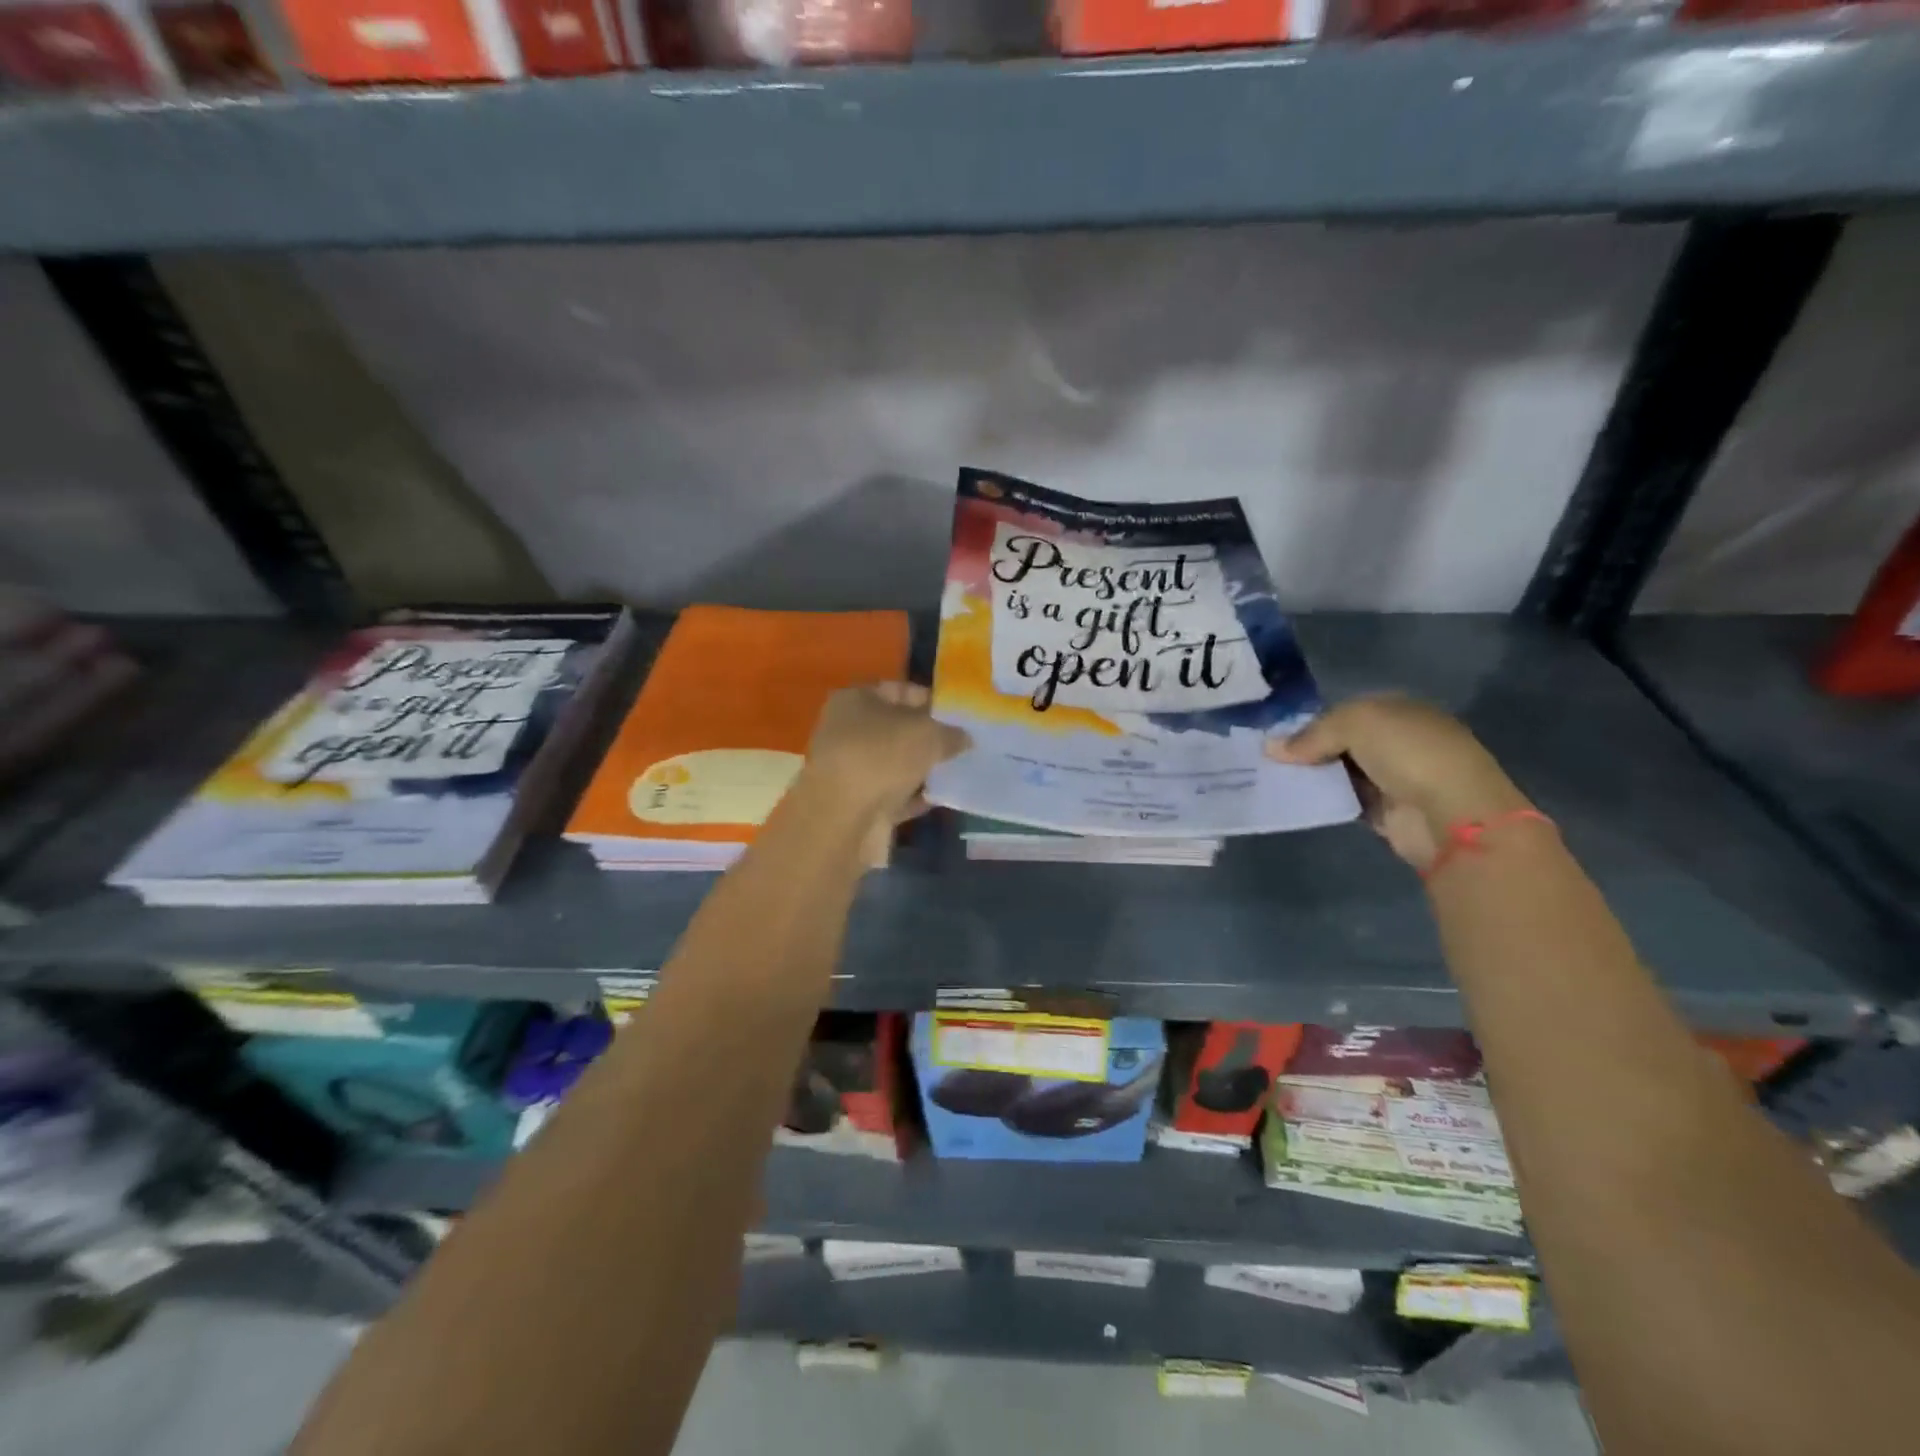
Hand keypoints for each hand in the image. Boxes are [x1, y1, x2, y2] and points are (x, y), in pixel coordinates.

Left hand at [804, 683, 969, 822]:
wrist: (843, 821)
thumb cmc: (881, 758)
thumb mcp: (927, 734)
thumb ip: (951, 732)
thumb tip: (964, 737)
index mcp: (854, 700)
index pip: (899, 690)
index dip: (931, 699)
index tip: (960, 714)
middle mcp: (846, 731)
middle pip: (896, 728)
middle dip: (929, 735)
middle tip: (964, 742)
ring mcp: (851, 769)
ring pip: (895, 763)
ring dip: (923, 767)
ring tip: (959, 768)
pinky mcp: (858, 803)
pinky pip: (894, 794)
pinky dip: (915, 796)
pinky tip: (942, 797)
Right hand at [1265, 694, 1529, 868]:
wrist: (1452, 814)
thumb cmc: (1409, 753)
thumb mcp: (1355, 723)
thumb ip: (1312, 733)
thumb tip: (1271, 748)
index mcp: (1399, 710)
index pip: (1346, 712)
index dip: (1312, 722)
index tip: (1278, 737)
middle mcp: (1398, 741)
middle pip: (1342, 742)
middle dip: (1309, 750)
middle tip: (1269, 760)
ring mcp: (1394, 778)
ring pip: (1341, 772)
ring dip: (1313, 777)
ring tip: (1274, 780)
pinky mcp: (1386, 812)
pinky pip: (1345, 800)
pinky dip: (1324, 800)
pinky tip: (1297, 800)